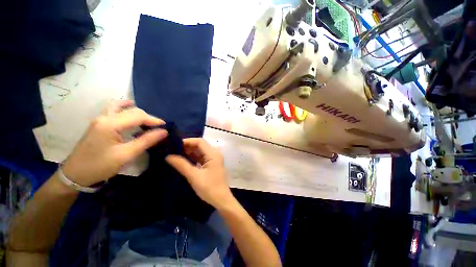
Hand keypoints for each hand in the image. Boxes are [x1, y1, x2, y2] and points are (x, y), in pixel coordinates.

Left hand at [62, 100, 166, 186]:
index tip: (165, 126)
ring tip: (147, 119)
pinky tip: (129, 110)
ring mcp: (100, 119)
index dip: (153, 120)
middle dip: (147, 117)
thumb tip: (164, 132)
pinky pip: (113, 110)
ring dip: (136, 111)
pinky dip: (124, 108)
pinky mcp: (98, 124)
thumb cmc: (100, 166)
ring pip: (121, 108)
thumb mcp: (126, 155)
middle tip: (158, 127)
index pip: (137, 115)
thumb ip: (146, 141)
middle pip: (131, 111)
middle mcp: (104, 117)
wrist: (74, 175)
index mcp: (110, 124)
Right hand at [165, 138, 234, 208]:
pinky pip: (201, 158)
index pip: (199, 141)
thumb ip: (181, 165)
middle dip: (187, 146)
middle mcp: (214, 154)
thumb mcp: (194, 176)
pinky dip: (192, 158)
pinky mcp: (211, 165)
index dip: (187, 141)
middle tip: (172, 149)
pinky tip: (183, 160)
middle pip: (200, 145)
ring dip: (189, 152)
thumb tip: (168, 156)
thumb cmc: (209, 188)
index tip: (174, 144)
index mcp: (213, 154)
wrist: (221, 200)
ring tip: (174, 154)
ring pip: (200, 151)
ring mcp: (213, 159)